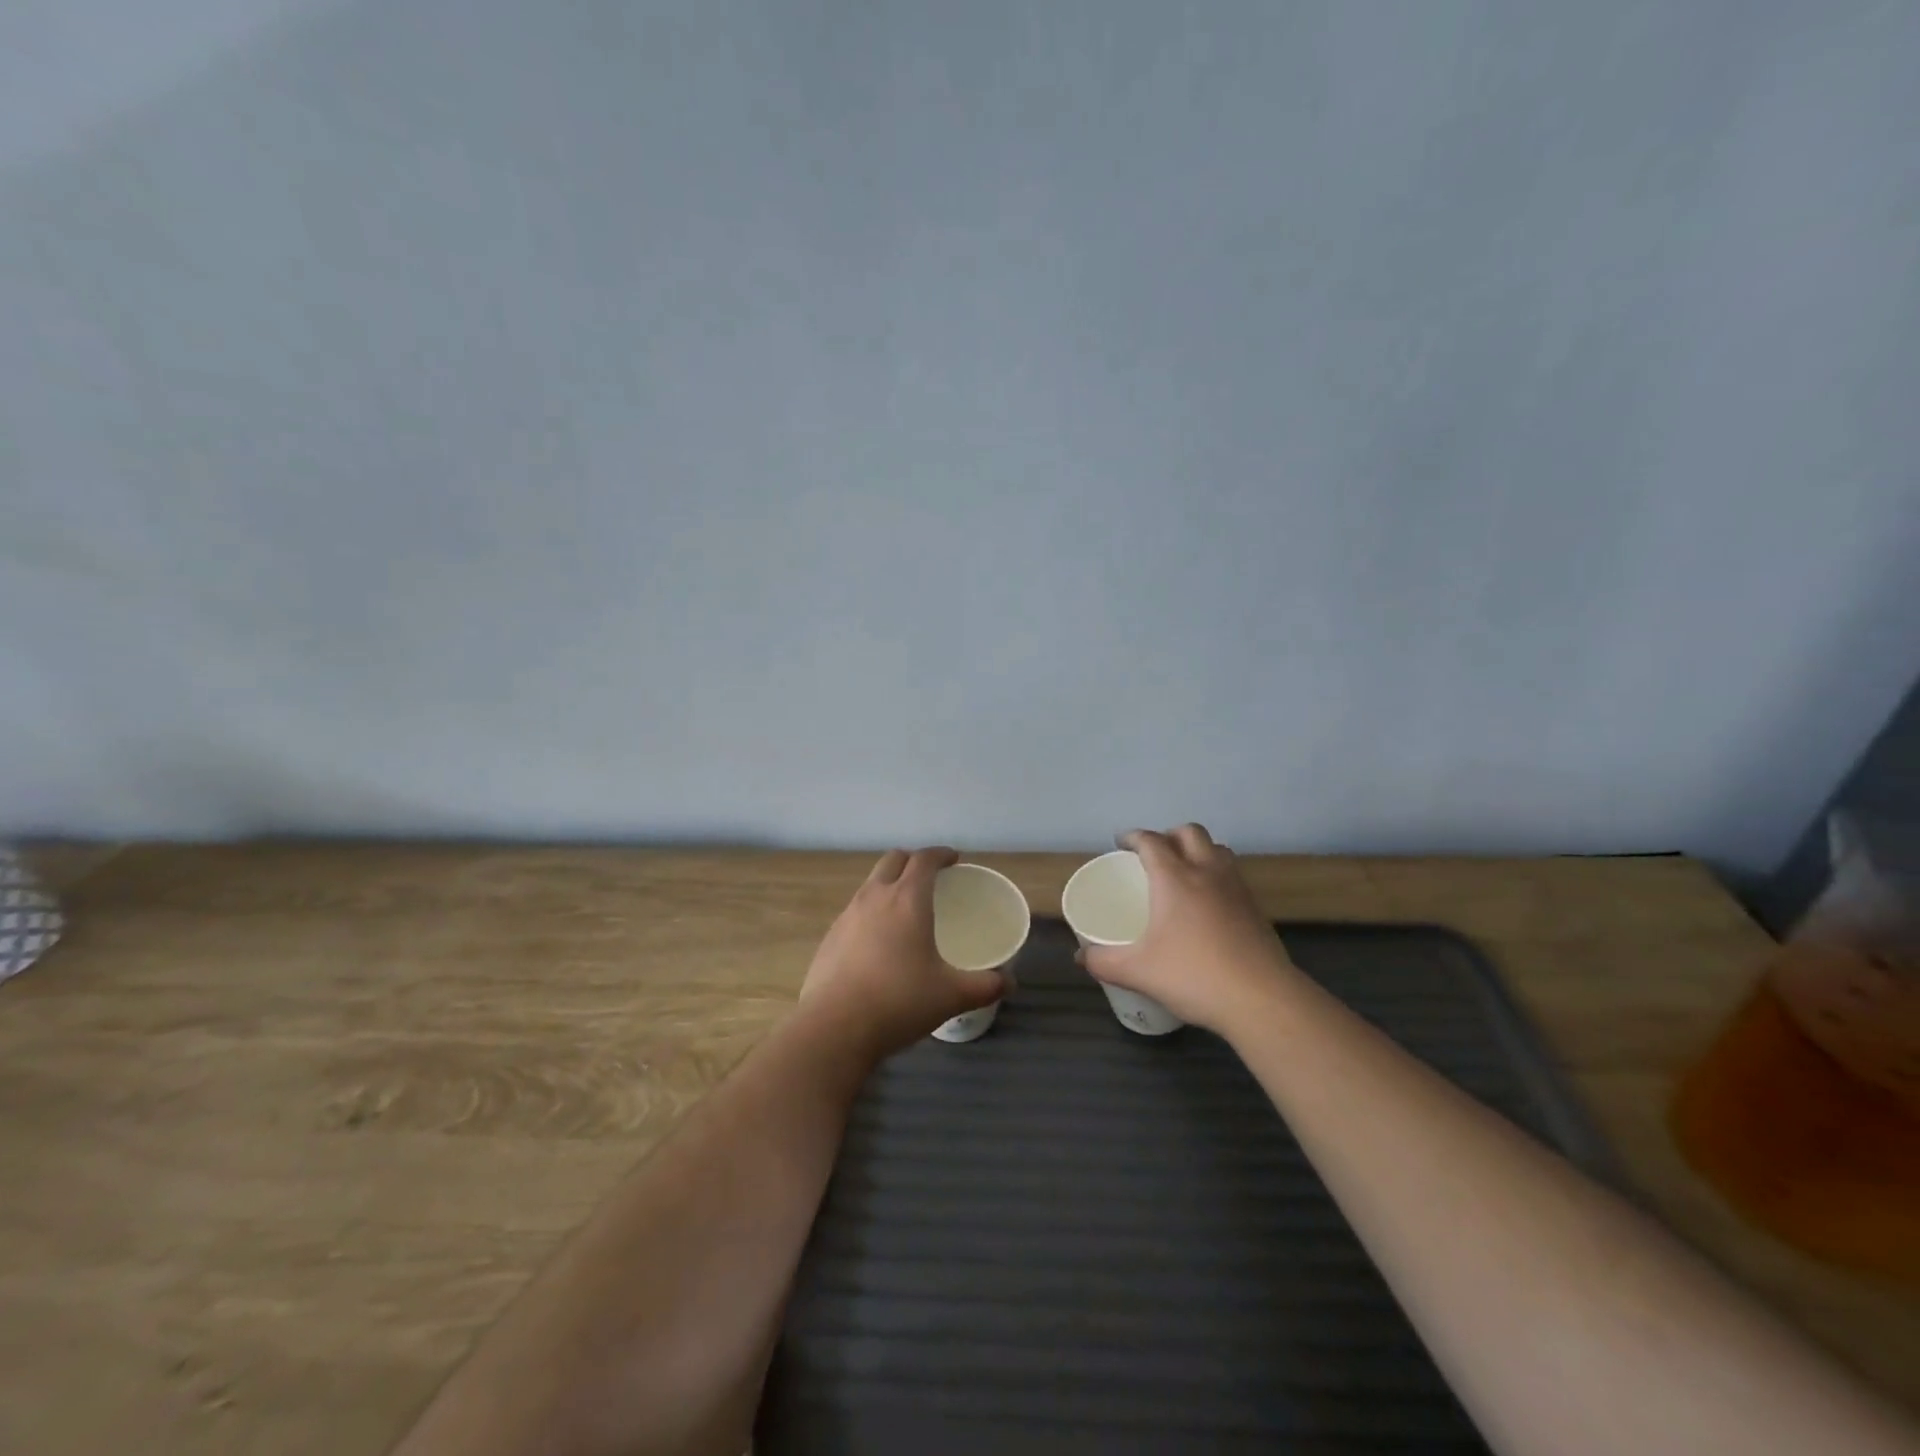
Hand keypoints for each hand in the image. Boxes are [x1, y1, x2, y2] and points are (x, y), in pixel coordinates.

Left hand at [797, 847, 1005, 1062]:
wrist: (834, 1028)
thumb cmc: (899, 1001)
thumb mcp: (951, 995)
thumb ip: (985, 985)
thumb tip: (1009, 982)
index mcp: (908, 899)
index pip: (924, 859)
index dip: (940, 854)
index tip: (953, 859)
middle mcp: (875, 897)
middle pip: (893, 860)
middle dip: (913, 861)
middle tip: (930, 878)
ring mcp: (847, 915)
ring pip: (871, 883)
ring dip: (889, 884)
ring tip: (905, 909)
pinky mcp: (830, 937)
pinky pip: (855, 911)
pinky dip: (871, 912)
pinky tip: (879, 943)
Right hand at [1079, 825, 1295, 1033]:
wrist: (1261, 999)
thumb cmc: (1193, 975)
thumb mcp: (1138, 971)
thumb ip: (1103, 962)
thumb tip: (1080, 958)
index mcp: (1174, 877)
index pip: (1151, 841)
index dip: (1134, 837)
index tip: (1121, 843)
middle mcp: (1207, 872)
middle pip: (1190, 832)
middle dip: (1169, 835)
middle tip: (1154, 854)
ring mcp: (1236, 888)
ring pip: (1217, 849)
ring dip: (1198, 849)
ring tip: (1184, 870)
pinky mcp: (1255, 908)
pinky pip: (1233, 874)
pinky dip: (1217, 874)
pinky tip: (1208, 902)